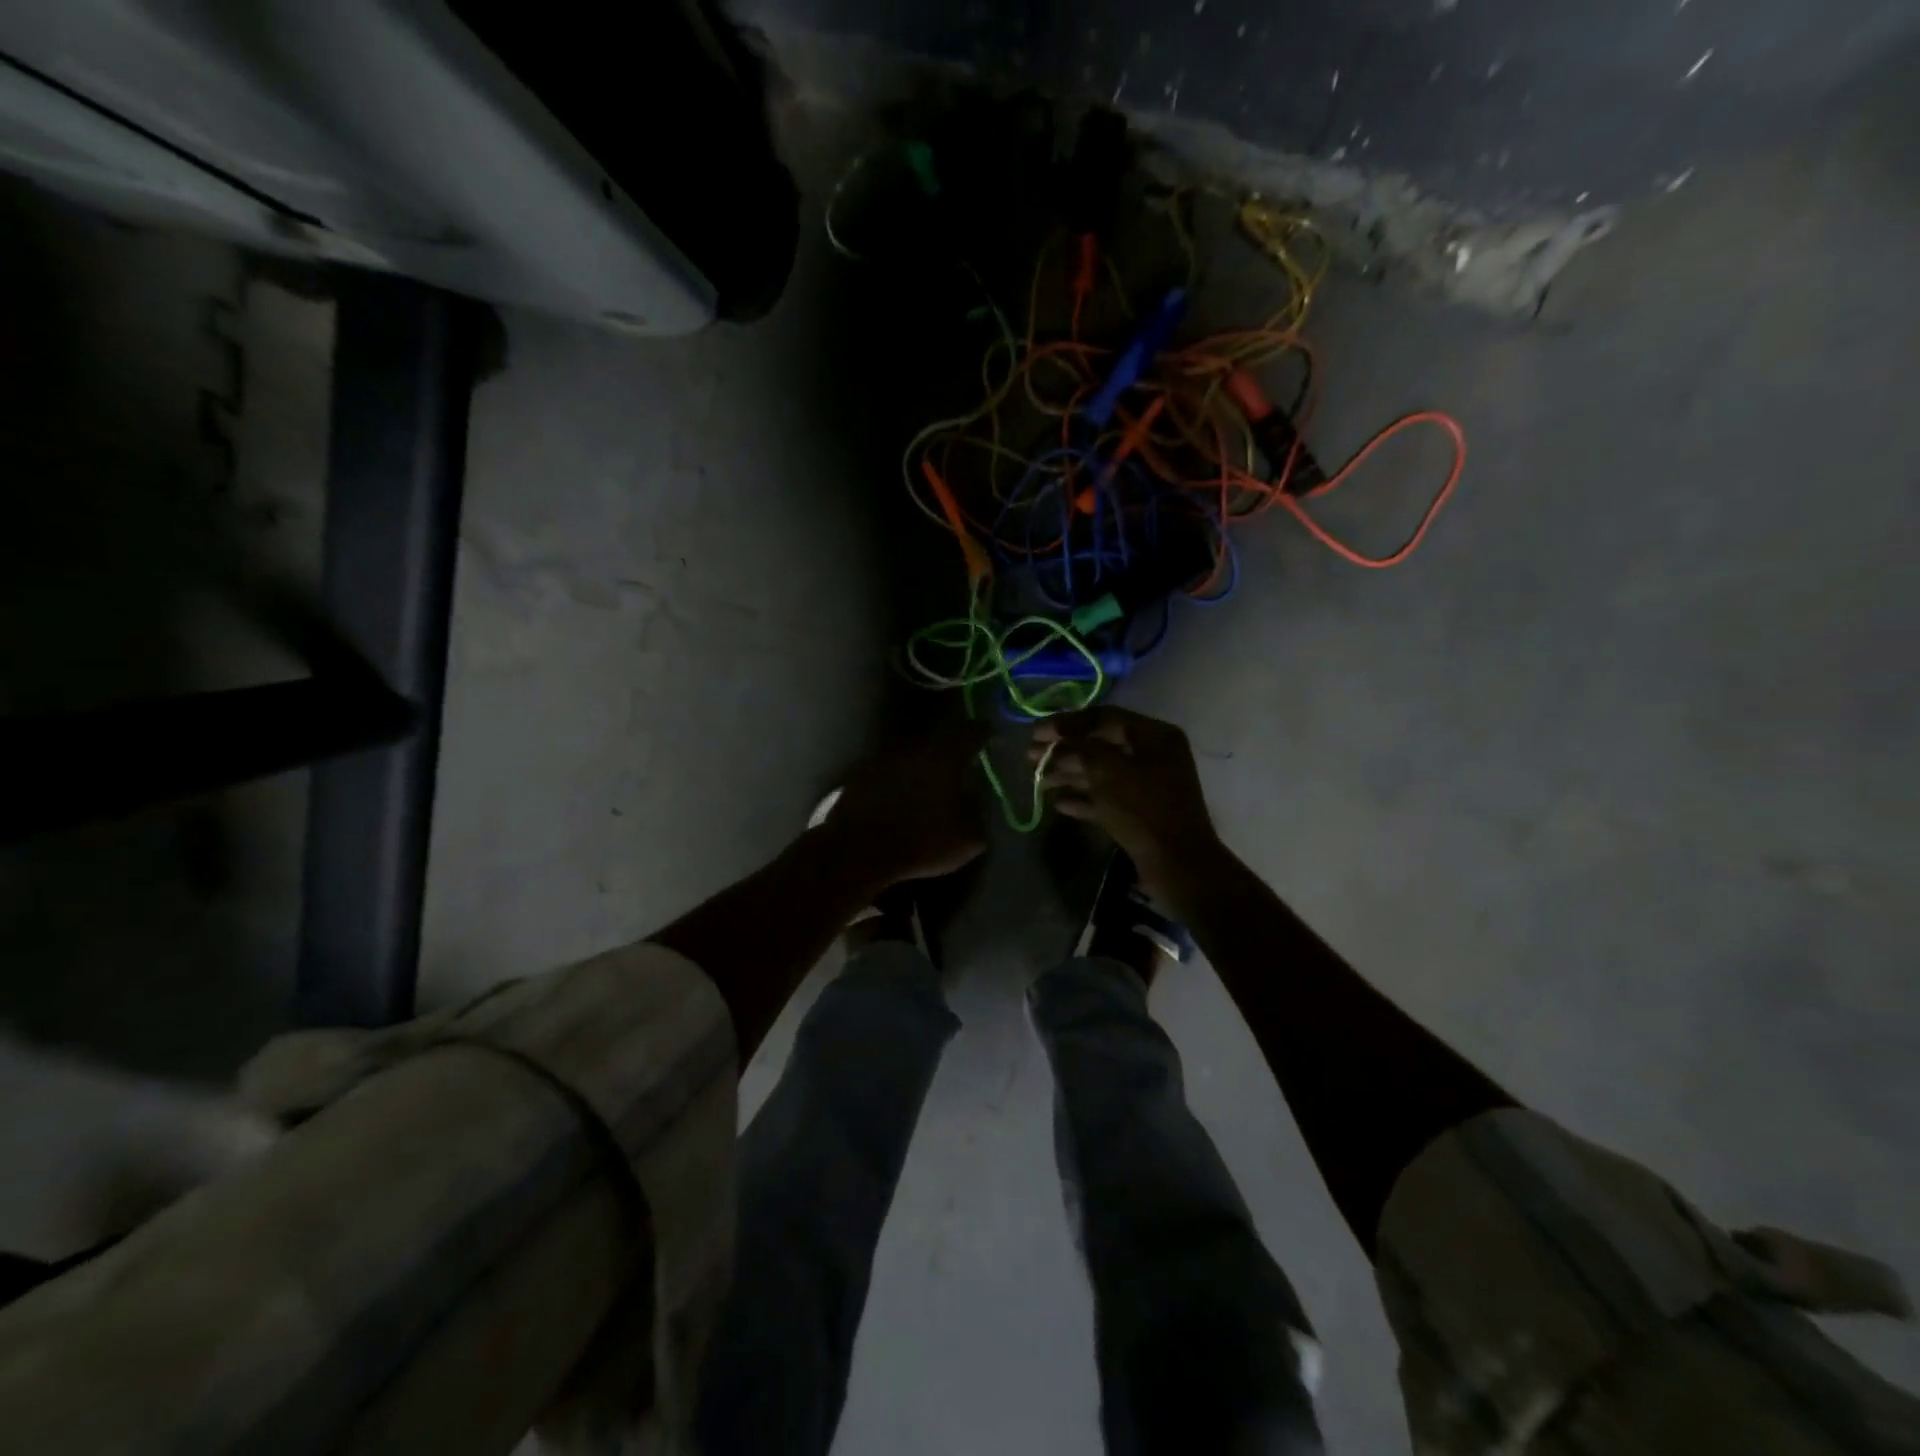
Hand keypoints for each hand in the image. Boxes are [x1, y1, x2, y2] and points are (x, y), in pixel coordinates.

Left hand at [821, 721, 992, 887]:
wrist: (858, 851)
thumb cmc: (921, 842)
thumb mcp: (966, 840)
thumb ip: (977, 815)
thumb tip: (978, 803)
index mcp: (945, 757)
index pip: (970, 732)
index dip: (982, 732)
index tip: (988, 734)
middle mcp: (914, 748)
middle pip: (937, 740)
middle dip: (949, 748)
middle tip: (958, 761)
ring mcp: (882, 758)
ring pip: (909, 754)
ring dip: (919, 764)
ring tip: (927, 781)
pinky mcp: (858, 775)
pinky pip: (886, 770)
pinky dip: (895, 779)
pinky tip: (898, 795)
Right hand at [1032, 707, 1220, 898]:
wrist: (1177, 865)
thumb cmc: (1143, 809)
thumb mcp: (1108, 771)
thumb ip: (1081, 747)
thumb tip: (1061, 737)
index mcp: (1154, 736)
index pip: (1104, 717)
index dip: (1067, 722)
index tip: (1036, 732)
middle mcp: (1153, 755)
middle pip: (1100, 744)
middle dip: (1064, 749)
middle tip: (1031, 756)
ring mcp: (1147, 785)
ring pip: (1101, 772)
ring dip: (1068, 774)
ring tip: (1038, 780)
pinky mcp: (1140, 813)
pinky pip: (1107, 798)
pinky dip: (1083, 799)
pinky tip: (1058, 804)